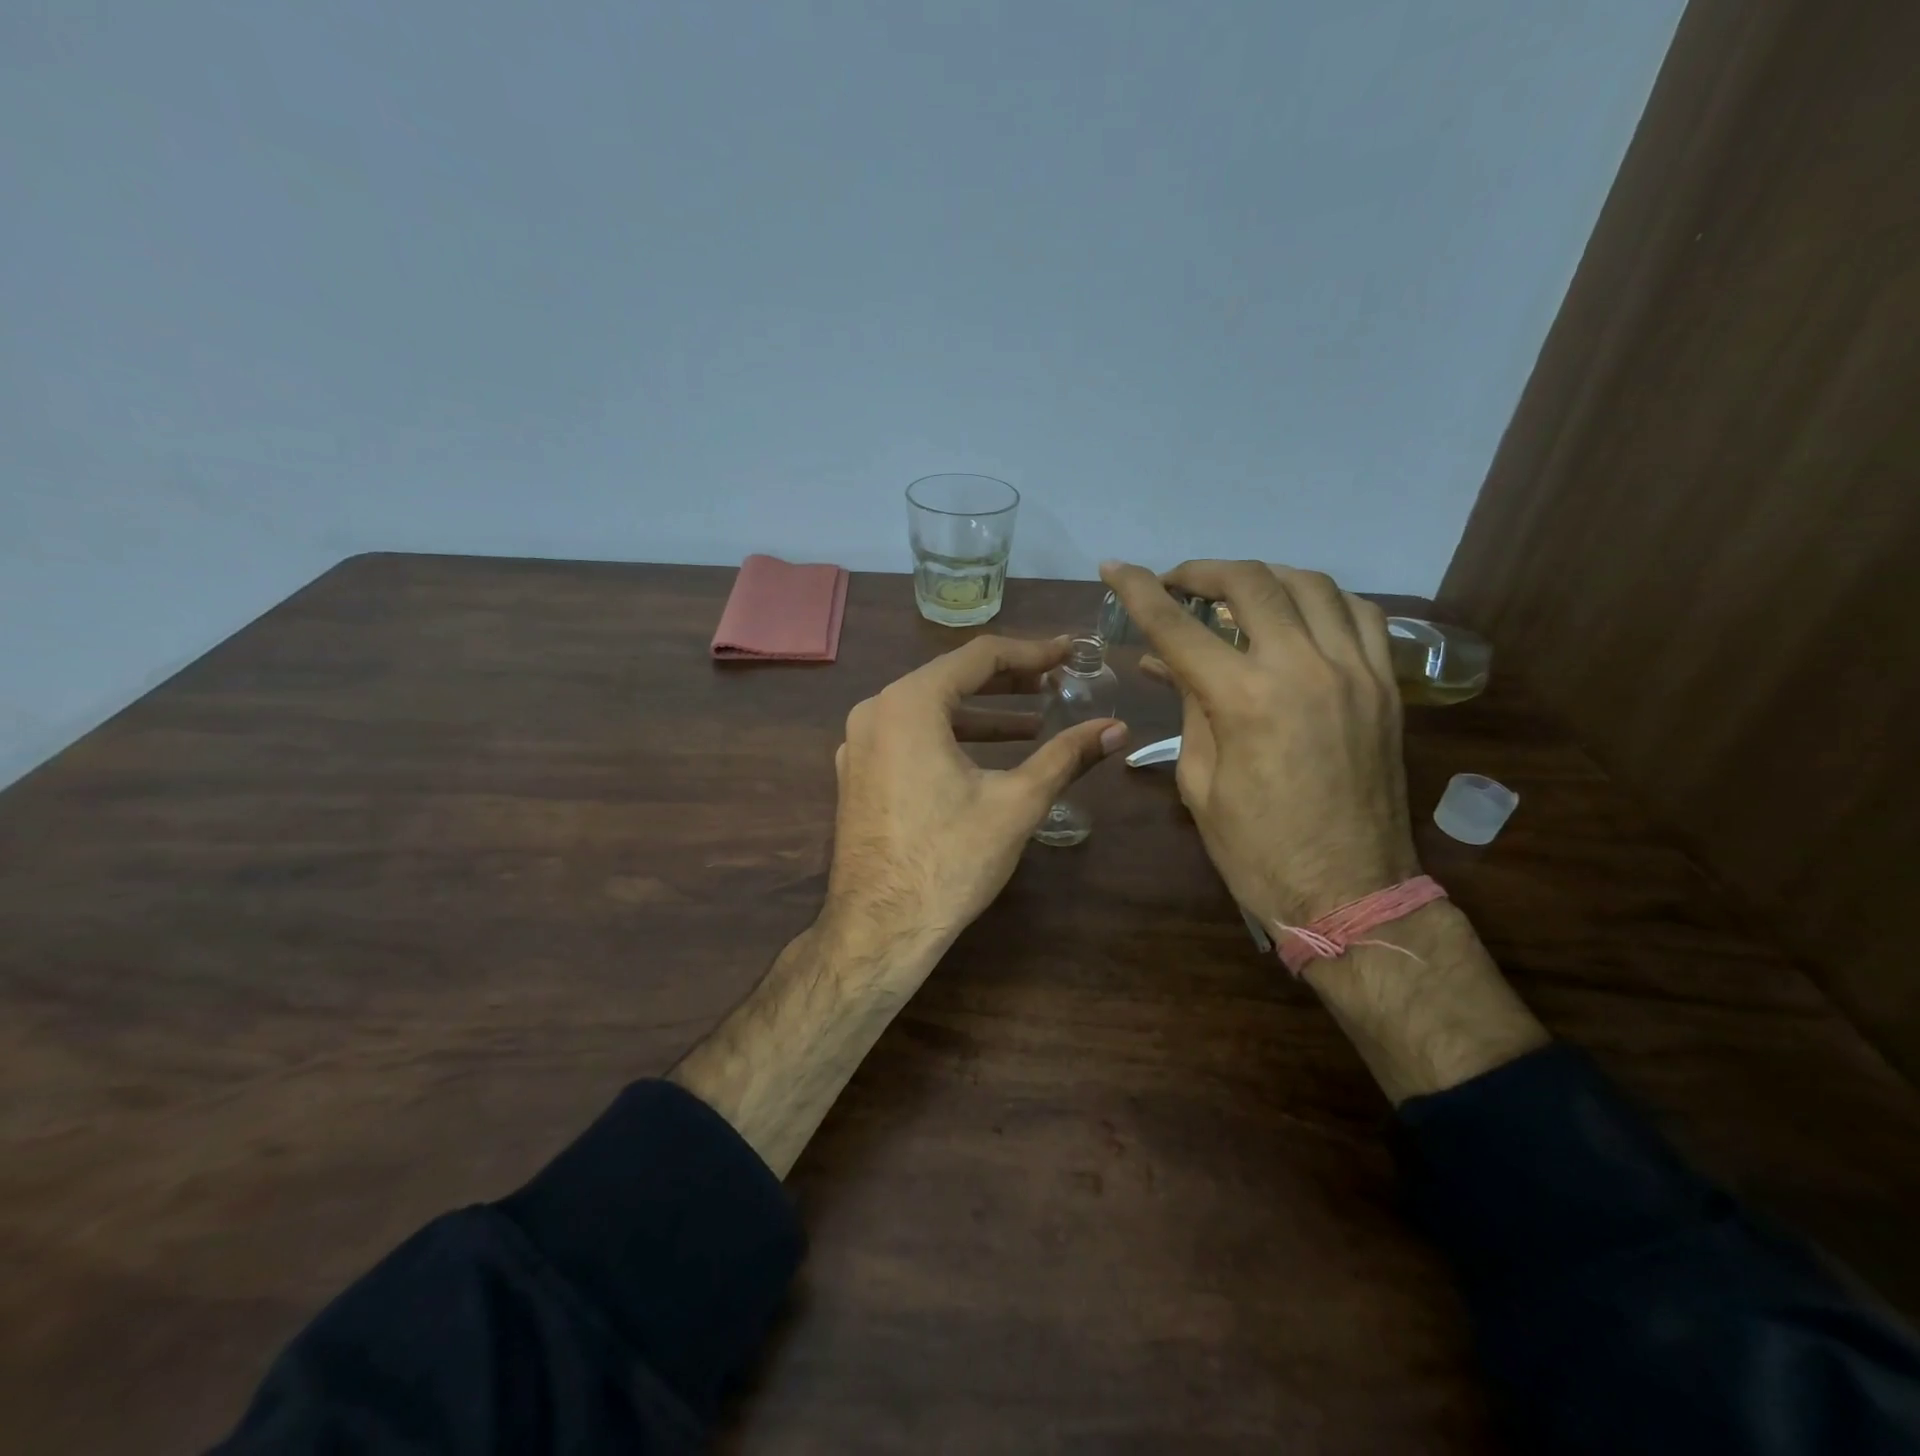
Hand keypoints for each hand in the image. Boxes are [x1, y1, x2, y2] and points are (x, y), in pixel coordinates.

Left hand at [825, 635, 1127, 975]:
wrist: (879, 929)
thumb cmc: (950, 860)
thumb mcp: (1016, 802)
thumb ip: (1065, 756)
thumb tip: (1116, 728)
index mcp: (909, 704)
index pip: (979, 657)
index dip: (1030, 653)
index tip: (1067, 653)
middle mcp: (875, 711)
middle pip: (950, 678)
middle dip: (1007, 682)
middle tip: (1054, 684)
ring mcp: (859, 745)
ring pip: (928, 710)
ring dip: (981, 713)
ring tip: (1032, 722)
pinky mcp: (857, 775)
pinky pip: (908, 737)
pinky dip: (950, 737)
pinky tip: (985, 757)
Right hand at [1100, 560, 1417, 931]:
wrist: (1351, 893)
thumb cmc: (1257, 850)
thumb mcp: (1200, 782)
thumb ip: (1188, 708)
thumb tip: (1166, 664)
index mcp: (1245, 700)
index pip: (1177, 627)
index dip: (1138, 591)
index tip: (1113, 566)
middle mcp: (1304, 668)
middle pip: (1250, 583)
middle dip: (1203, 571)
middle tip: (1175, 582)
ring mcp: (1355, 671)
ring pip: (1311, 584)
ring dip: (1263, 576)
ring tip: (1233, 591)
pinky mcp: (1384, 686)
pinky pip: (1360, 613)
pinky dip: (1320, 598)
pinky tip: (1297, 612)